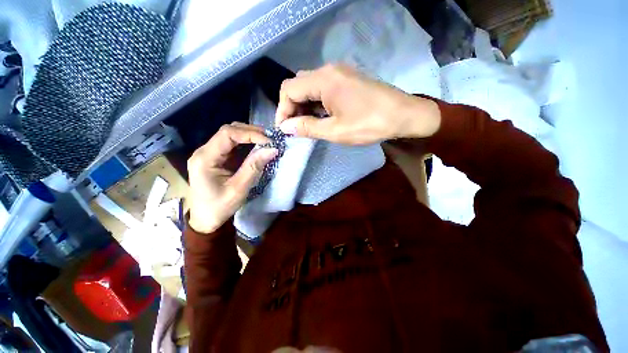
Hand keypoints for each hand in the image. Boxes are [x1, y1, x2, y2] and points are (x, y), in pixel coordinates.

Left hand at [186, 123, 277, 232]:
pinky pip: (232, 144)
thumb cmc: (219, 207)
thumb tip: (272, 149)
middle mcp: (204, 151)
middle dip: (251, 132)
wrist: (204, 219)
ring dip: (249, 136)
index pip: (227, 134)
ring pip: (230, 135)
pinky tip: (257, 147)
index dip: (250, 134)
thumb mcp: (239, 188)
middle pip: (228, 131)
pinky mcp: (216, 158)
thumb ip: (254, 167)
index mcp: (205, 158)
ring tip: (266, 141)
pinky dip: (246, 144)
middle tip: (269, 139)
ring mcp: (209, 153)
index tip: (268, 141)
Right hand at [275, 64, 440, 144]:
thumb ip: (308, 127)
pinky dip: (315, 103)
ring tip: (307, 126)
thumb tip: (286, 127)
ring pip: (309, 87)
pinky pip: (322, 88)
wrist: (404, 115)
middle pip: (297, 85)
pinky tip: (320, 117)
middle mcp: (328, 70)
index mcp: (323, 80)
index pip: (288, 90)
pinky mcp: (346, 79)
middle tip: (295, 129)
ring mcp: (338, 73)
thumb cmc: (369, 124)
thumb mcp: (335, 131)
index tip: (284, 129)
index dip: (282, 110)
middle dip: (292, 108)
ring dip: (304, 106)